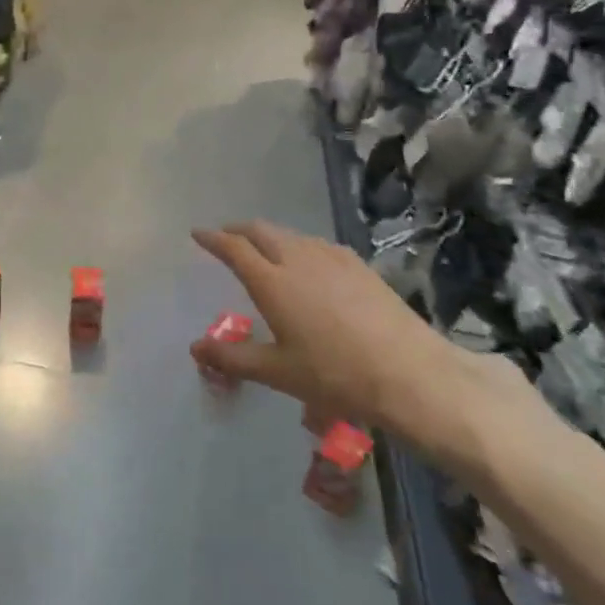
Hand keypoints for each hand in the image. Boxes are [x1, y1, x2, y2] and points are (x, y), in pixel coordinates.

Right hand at [190, 220, 510, 458]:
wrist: (409, 373)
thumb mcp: (277, 372)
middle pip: (261, 231)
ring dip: (269, 236)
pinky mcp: (359, 264)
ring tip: (263, 250)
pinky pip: (317, 244)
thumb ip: (232, 357)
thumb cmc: (334, 375)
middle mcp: (298, 259)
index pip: (234, 248)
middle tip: (226, 237)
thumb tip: (195, 347)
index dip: (212, 238)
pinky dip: (298, 245)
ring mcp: (332, 258)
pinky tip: (307, 263)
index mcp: (272, 282)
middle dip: (238, 230)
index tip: (197, 234)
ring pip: (291, 235)